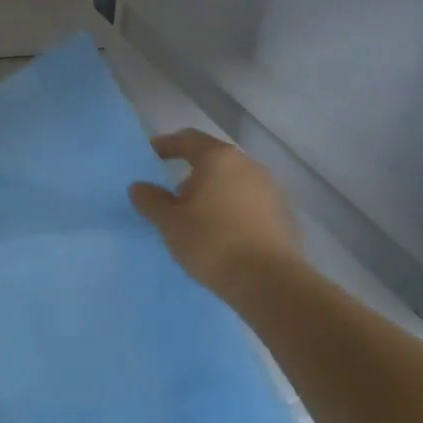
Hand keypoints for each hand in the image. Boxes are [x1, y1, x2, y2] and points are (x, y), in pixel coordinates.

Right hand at [129, 129, 300, 295]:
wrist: (271, 283)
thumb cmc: (213, 243)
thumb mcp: (170, 223)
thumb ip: (151, 201)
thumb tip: (139, 186)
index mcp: (218, 159)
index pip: (188, 139)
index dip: (167, 144)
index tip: (152, 152)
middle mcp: (247, 165)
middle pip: (213, 159)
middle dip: (191, 172)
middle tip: (172, 193)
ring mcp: (270, 189)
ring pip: (233, 180)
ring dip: (213, 191)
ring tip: (196, 216)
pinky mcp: (283, 214)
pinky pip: (249, 200)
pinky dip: (231, 207)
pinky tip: (222, 231)